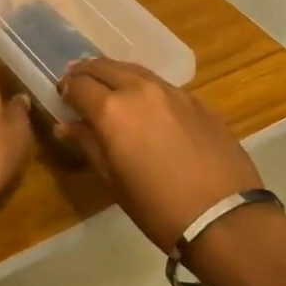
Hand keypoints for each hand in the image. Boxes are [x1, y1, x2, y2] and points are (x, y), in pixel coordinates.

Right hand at [57, 58, 262, 251]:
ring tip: (109, 85)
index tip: (62, 95)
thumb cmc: (157, 207)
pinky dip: (145, 87)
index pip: (78, 85)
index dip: (66, 88)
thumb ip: (88, 144)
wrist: (224, 217)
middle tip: (79, 82)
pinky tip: (147, 103)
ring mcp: (172, 91)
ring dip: (116, 73)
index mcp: (111, 110)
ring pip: (135, 70)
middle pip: (105, 67)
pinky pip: (162, 84)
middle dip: (87, 72)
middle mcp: (139, 90)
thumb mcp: (113, 180)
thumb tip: (65, 126)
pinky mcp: (197, 100)